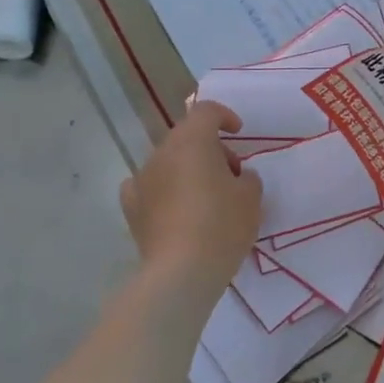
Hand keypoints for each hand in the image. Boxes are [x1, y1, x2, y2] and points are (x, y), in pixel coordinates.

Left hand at [119, 101, 261, 285]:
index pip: (205, 111)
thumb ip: (247, 177)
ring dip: (187, 169)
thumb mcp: (251, 198)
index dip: (224, 116)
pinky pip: (148, 186)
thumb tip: (236, 177)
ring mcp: (142, 179)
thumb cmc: (222, 225)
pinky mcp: (132, 207)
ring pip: (168, 162)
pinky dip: (163, 189)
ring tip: (207, 197)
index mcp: (192, 141)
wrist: (182, 271)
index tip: (238, 132)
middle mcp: (162, 153)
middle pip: (186, 137)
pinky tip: (174, 207)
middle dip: (209, 148)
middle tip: (230, 174)